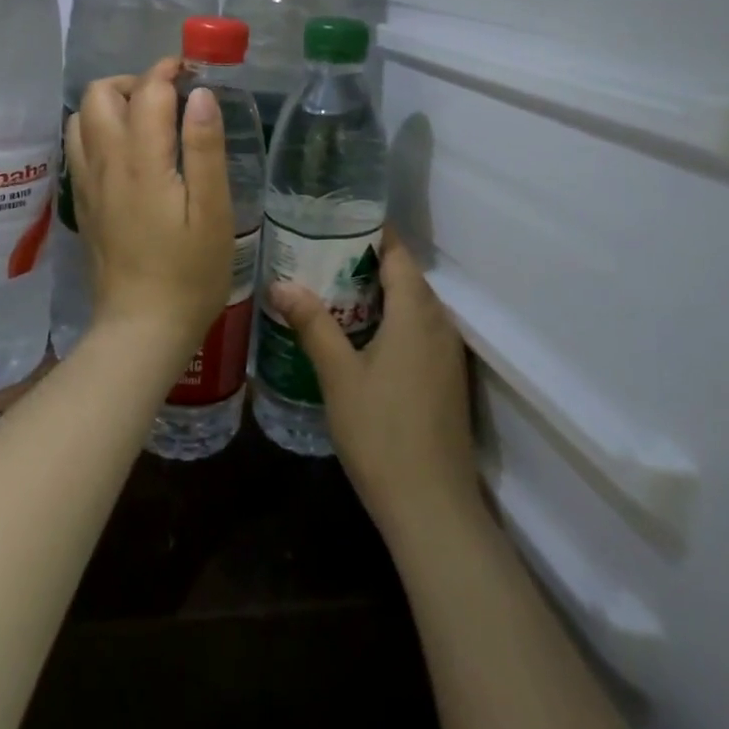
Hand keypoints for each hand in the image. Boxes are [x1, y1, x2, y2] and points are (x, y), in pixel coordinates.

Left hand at [64, 59, 233, 361]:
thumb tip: (199, 93)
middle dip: (133, 81)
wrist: (142, 327)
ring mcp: (87, 183)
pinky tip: (128, 152)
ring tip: (147, 121)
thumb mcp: (213, 211)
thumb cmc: (190, 272)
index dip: (167, 71)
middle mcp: (105, 163)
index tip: (191, 72)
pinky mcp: (82, 202)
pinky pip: (78, 147)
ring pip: (81, 118)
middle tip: (169, 99)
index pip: (146, 90)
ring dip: (111, 104)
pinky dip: (98, 130)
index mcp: (141, 160)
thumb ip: (205, 148)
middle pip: (98, 94)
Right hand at [269, 230, 481, 538]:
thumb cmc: (381, 432)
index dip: (371, 232)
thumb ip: (312, 324)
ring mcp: (447, 354)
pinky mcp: (446, 379)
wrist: (432, 507)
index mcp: (416, 313)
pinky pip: (418, 330)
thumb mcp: (338, 375)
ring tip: (331, 289)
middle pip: (406, 277)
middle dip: (366, 261)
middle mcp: (439, 324)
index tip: (334, 221)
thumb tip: (281, 283)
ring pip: (413, 305)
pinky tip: (359, 335)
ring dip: (378, 293)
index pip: (397, 254)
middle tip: (319, 254)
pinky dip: (391, 319)